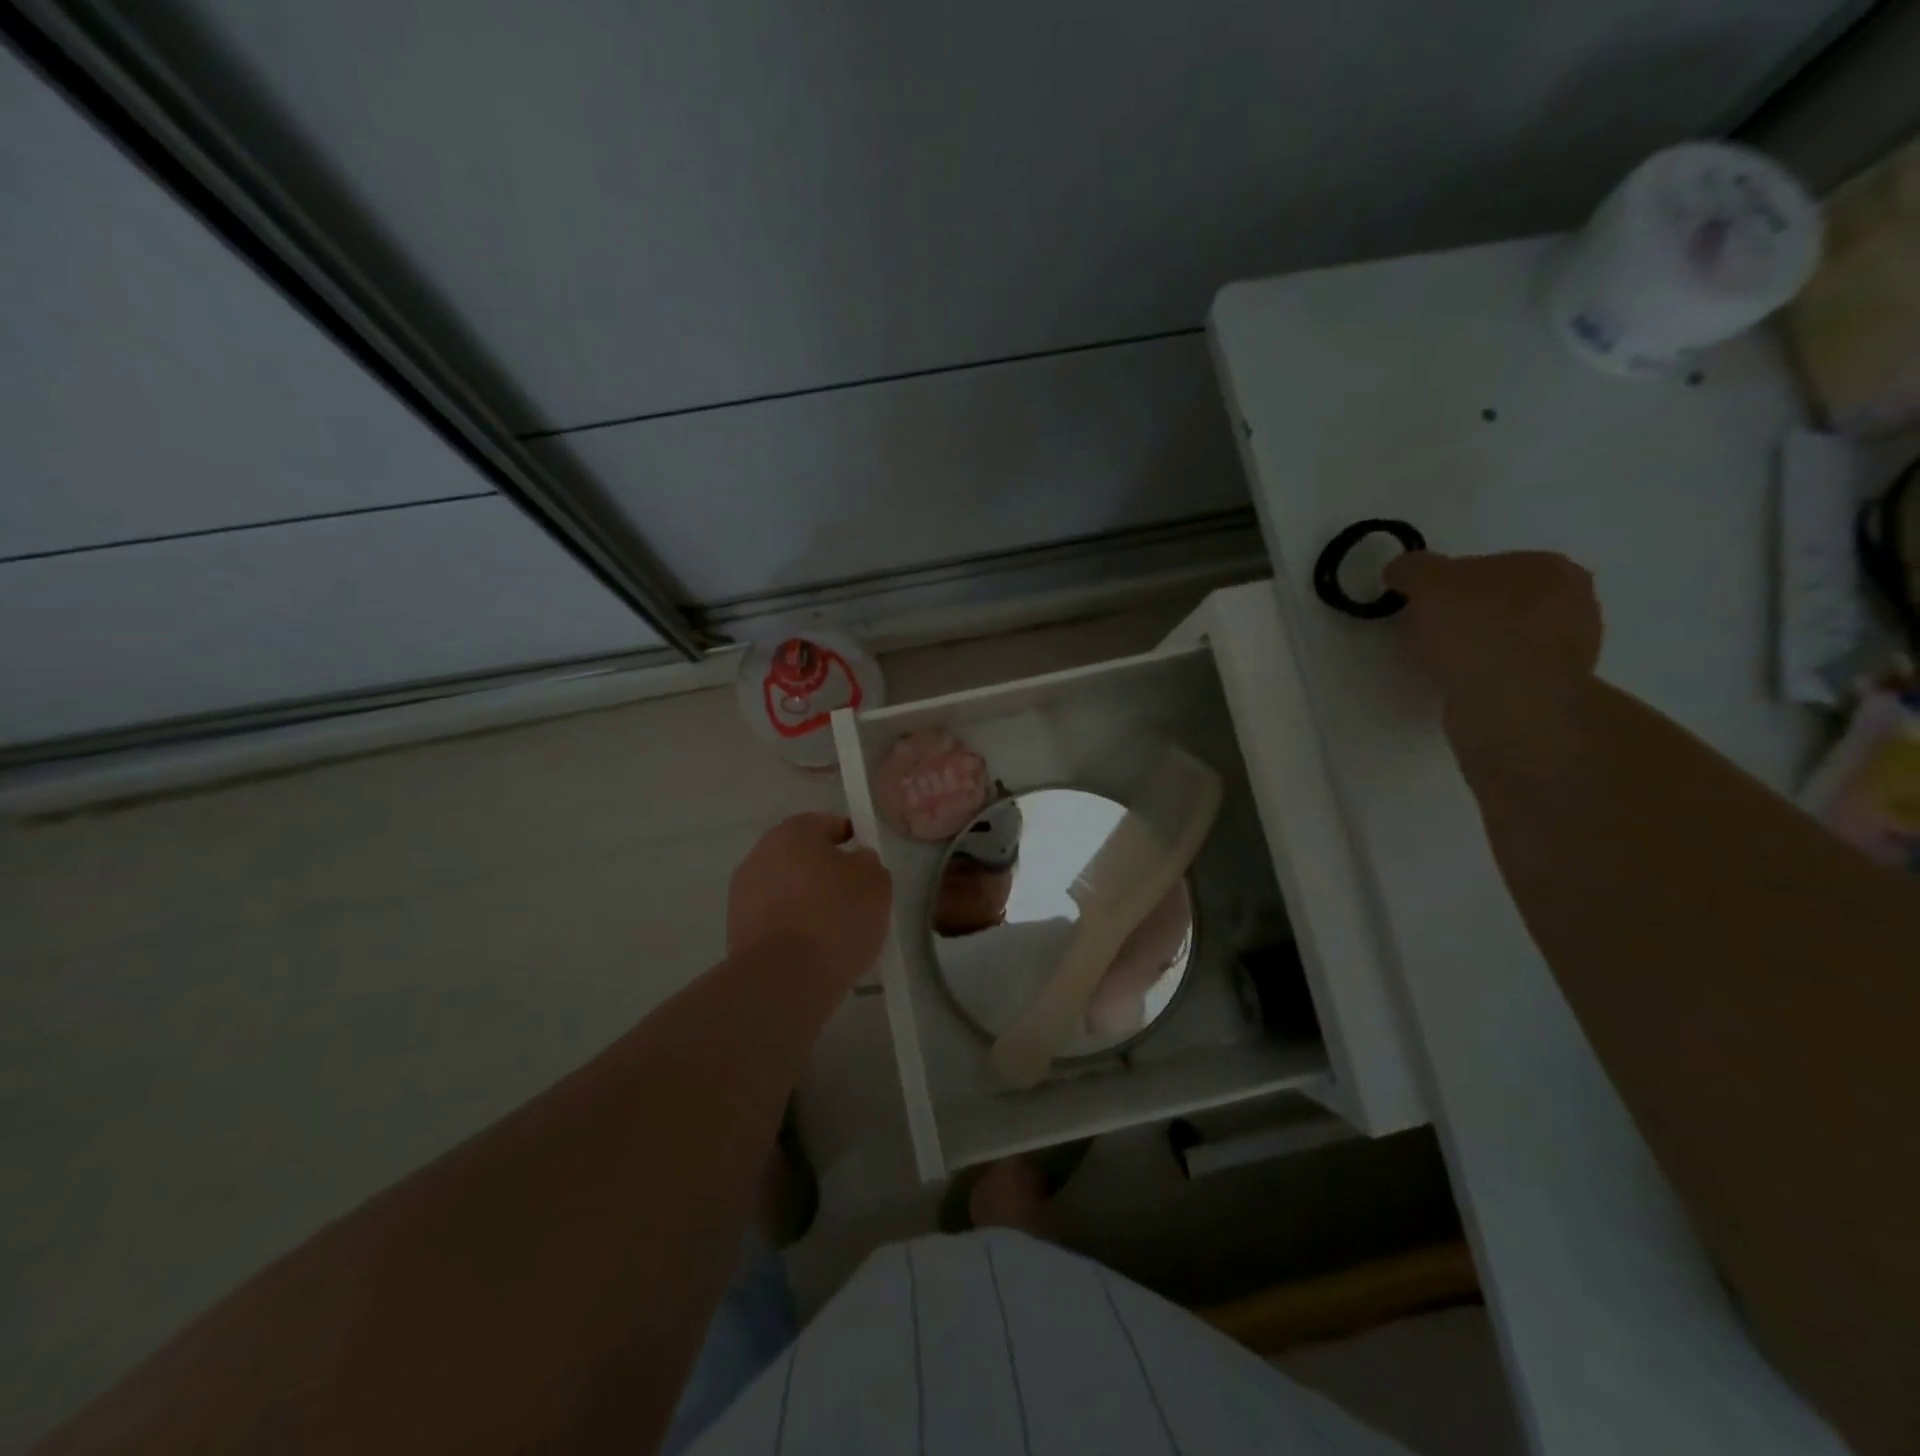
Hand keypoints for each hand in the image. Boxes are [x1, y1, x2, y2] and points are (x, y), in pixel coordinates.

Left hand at [727, 813, 892, 987]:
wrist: (783, 980)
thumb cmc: (835, 918)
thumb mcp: (875, 883)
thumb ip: (869, 862)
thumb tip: (856, 860)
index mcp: (792, 832)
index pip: (826, 823)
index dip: (849, 837)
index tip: (865, 860)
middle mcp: (761, 854)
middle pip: (802, 856)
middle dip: (825, 871)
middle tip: (853, 896)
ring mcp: (743, 893)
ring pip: (786, 888)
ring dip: (806, 900)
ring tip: (834, 929)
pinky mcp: (736, 930)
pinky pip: (775, 918)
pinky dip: (792, 926)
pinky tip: (813, 948)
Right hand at [1384, 550, 1602, 707]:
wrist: (1511, 705)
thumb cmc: (1476, 630)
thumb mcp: (1427, 581)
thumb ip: (1412, 568)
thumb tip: (1404, 571)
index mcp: (1550, 567)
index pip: (1486, 566)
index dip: (1447, 584)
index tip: (1420, 604)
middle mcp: (1574, 602)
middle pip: (1499, 602)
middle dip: (1466, 615)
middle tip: (1428, 633)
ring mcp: (1570, 650)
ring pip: (1506, 639)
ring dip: (1476, 648)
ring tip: (1441, 664)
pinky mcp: (1554, 690)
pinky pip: (1507, 673)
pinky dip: (1483, 676)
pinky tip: (1461, 684)